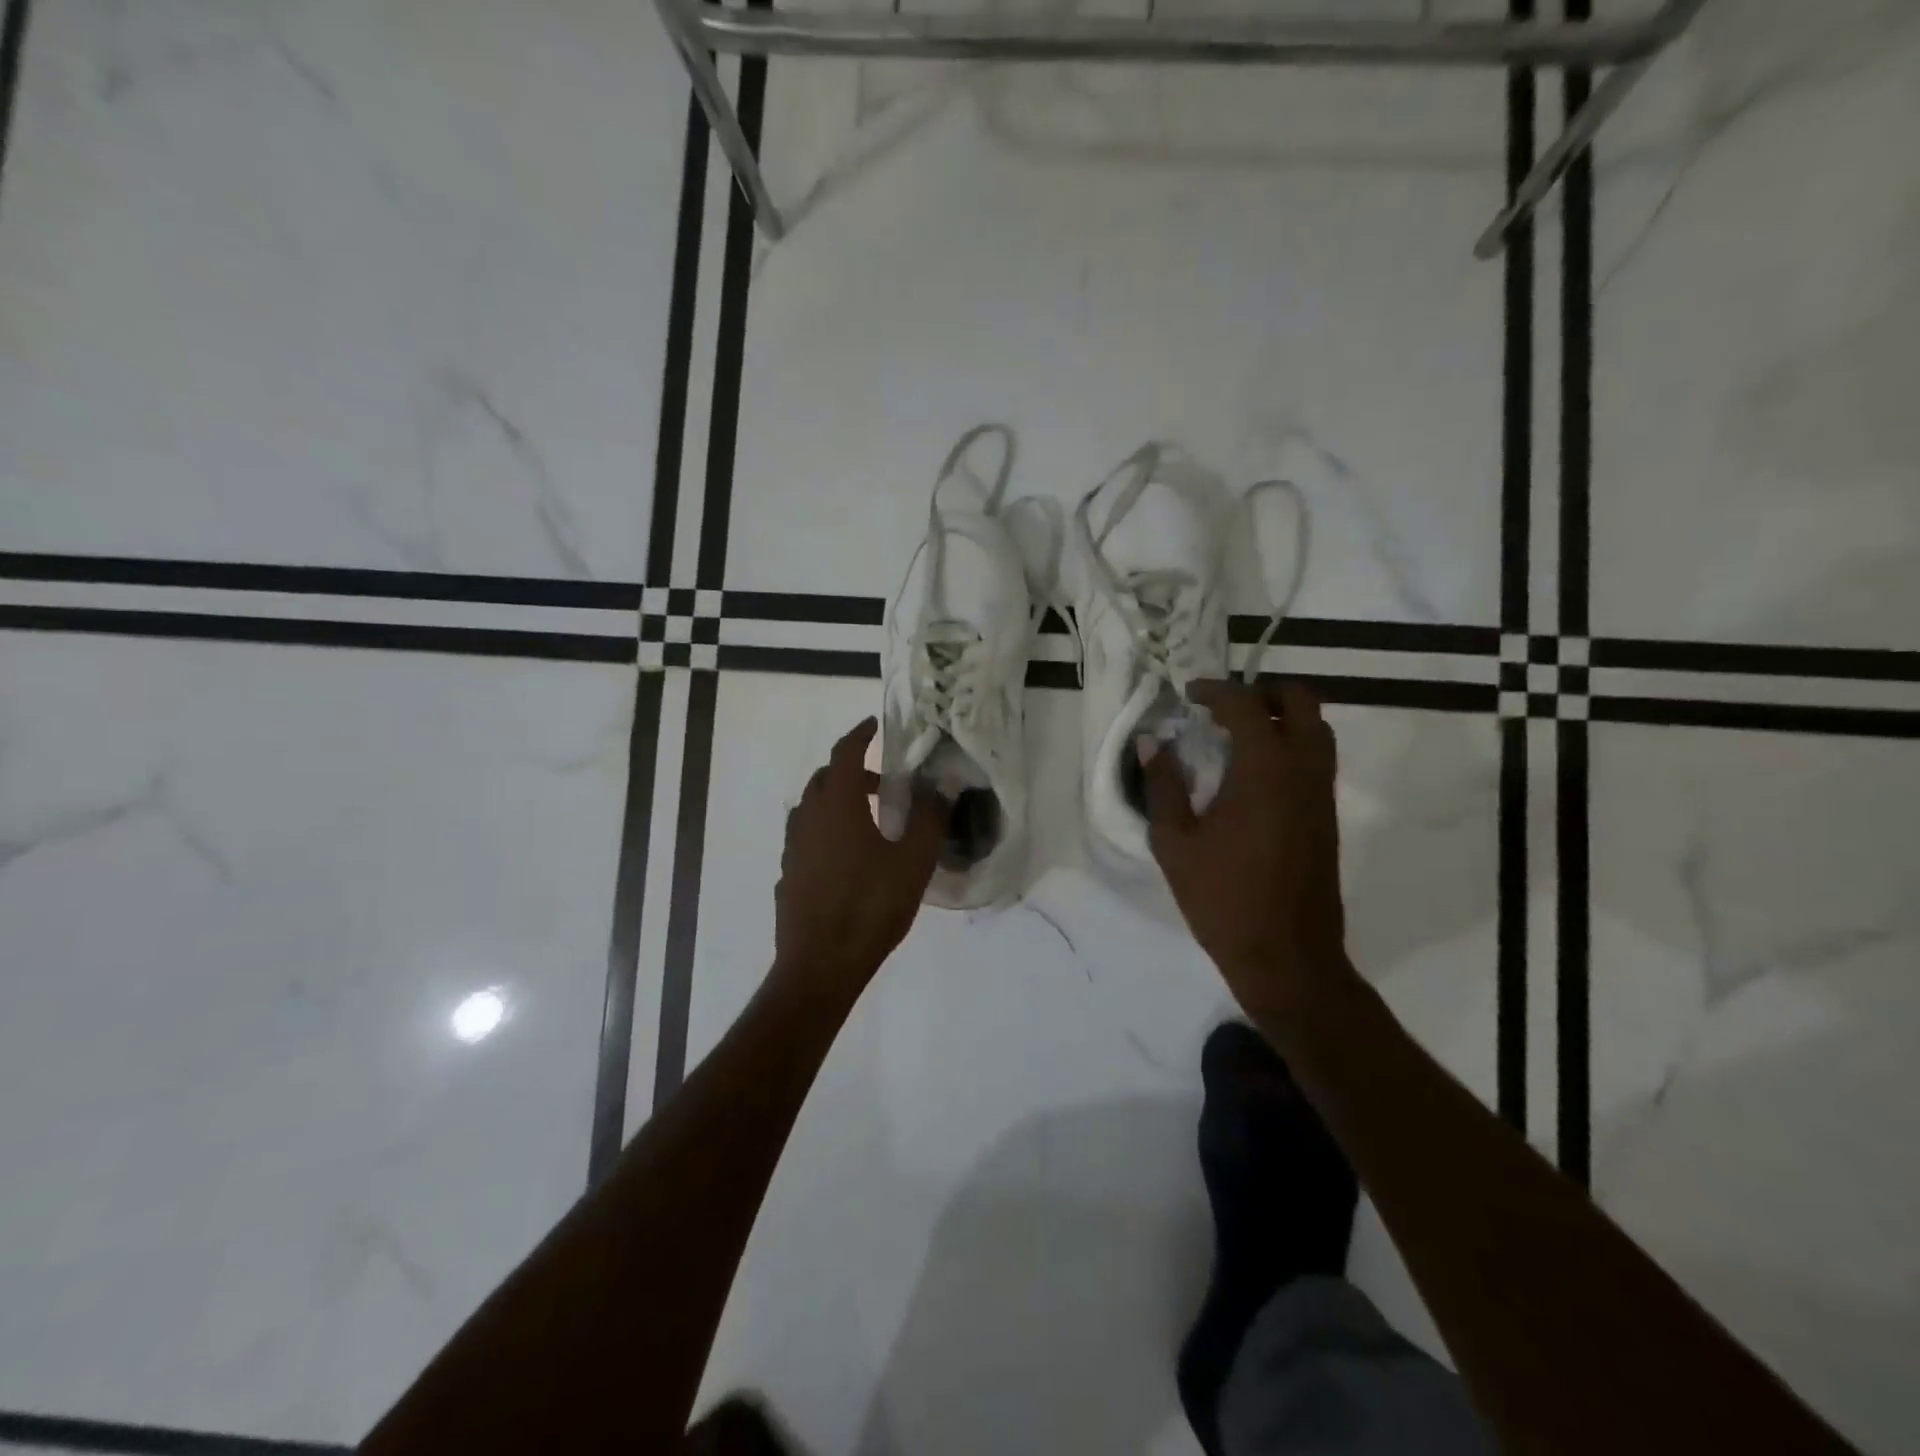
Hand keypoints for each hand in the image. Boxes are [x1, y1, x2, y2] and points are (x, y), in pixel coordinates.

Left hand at [774, 718, 943, 996]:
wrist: (821, 965)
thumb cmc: (871, 907)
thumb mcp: (913, 861)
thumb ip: (930, 818)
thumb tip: (941, 786)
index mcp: (836, 805)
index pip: (844, 754)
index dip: (859, 734)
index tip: (874, 724)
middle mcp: (808, 818)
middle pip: (824, 779)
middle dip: (851, 771)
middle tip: (884, 784)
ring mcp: (793, 848)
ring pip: (812, 808)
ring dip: (837, 801)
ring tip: (869, 820)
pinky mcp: (789, 874)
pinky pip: (807, 837)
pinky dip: (827, 830)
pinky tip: (848, 857)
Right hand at [1140, 680, 1349, 1019]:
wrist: (1287, 957)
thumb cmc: (1223, 899)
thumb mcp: (1175, 843)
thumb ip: (1162, 786)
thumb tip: (1151, 743)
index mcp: (1264, 770)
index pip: (1246, 705)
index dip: (1216, 691)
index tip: (1189, 694)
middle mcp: (1303, 770)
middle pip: (1300, 702)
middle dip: (1263, 691)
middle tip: (1224, 706)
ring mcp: (1321, 793)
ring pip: (1317, 729)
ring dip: (1282, 716)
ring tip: (1239, 732)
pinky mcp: (1327, 816)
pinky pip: (1317, 758)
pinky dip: (1292, 743)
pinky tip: (1255, 771)